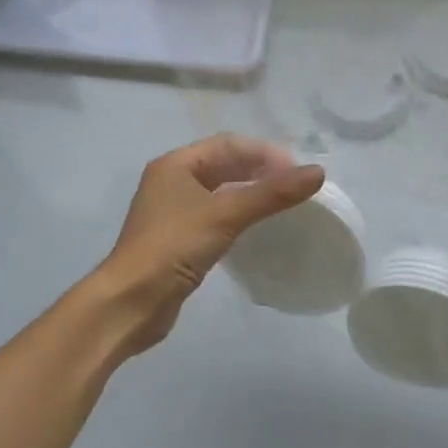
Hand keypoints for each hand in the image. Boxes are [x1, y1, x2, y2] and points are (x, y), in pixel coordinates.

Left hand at [90, 134, 323, 356]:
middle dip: (259, 170)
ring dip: (250, 192)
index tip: (297, 170)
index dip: (264, 153)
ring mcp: (172, 210)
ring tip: (282, 202)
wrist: (129, 303)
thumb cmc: (173, 248)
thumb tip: (318, 172)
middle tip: (294, 185)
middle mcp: (171, 180)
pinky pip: (215, 214)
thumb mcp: (225, 215)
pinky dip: (238, 214)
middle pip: (223, 164)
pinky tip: (257, 226)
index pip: (228, 145)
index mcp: (175, 164)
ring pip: (220, 190)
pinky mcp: (177, 238)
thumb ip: (271, 194)